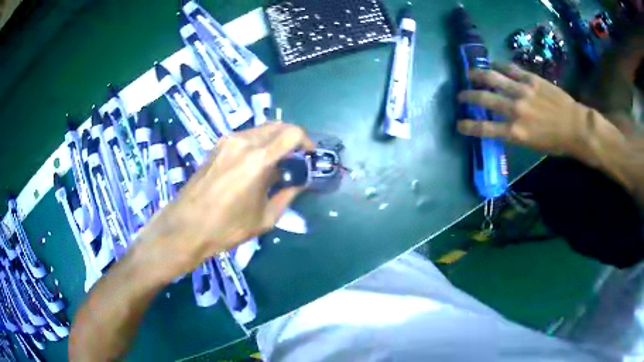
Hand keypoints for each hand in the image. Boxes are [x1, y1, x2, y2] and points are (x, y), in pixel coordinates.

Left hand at [137, 122, 314, 276]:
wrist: (186, 226)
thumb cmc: (227, 228)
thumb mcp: (265, 217)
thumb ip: (287, 194)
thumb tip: (299, 181)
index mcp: (258, 160)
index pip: (293, 133)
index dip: (306, 142)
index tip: (308, 157)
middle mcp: (244, 142)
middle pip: (278, 126)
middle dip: (292, 139)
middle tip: (295, 160)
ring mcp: (228, 141)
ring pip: (262, 129)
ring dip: (275, 140)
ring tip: (275, 163)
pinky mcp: (217, 145)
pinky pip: (246, 136)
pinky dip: (259, 143)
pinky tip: (255, 164)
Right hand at [457, 64, 593, 158]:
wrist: (575, 127)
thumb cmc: (556, 143)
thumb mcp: (532, 145)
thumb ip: (515, 133)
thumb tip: (503, 124)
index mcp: (515, 132)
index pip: (484, 128)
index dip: (468, 126)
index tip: (459, 124)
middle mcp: (514, 109)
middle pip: (484, 98)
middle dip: (468, 96)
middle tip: (461, 95)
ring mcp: (522, 91)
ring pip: (493, 77)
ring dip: (478, 75)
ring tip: (471, 73)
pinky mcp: (530, 79)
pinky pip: (510, 69)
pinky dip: (500, 66)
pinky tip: (495, 65)